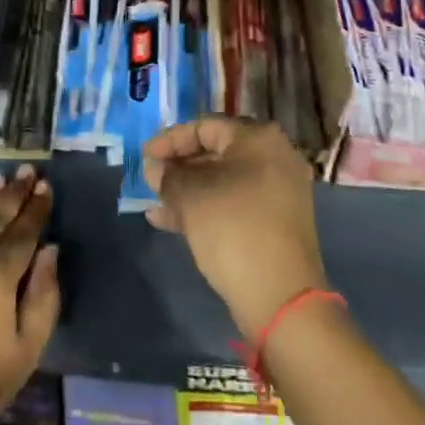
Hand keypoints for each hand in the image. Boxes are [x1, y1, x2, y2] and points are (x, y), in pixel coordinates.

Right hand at [142, 117, 328, 336]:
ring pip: (223, 180)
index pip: (205, 126)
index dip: (170, 140)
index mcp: (258, 138)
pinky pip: (234, 202)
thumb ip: (168, 176)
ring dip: (188, 189)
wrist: (281, 298)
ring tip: (155, 203)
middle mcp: (274, 157)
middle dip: (179, 166)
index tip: (144, 156)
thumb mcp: (191, 197)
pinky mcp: (276, 221)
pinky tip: (170, 221)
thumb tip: (155, 168)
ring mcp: (278, 190)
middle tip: (151, 178)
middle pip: (216, 151)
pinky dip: (206, 207)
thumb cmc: (233, 229)